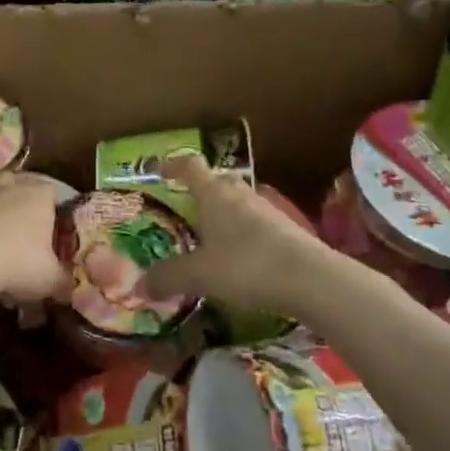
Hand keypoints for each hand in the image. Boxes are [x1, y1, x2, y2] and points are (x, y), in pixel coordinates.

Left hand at [0, 171, 69, 303]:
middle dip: (19, 202)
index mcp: (39, 195)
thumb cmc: (17, 263)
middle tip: (20, 230)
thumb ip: (63, 281)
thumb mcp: (50, 280)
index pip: (52, 192)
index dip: (52, 209)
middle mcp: (9, 185)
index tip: (50, 229)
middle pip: (18, 184)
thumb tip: (70, 288)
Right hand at [141, 155, 336, 313]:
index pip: (190, 166)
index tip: (159, 169)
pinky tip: (239, 257)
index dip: (173, 165)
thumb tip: (140, 285)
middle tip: (185, 207)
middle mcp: (239, 194)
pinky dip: (242, 232)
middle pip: (217, 181)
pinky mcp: (286, 229)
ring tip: (210, 236)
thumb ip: (168, 277)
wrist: (310, 278)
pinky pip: (255, 222)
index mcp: (214, 194)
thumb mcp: (199, 275)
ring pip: (238, 202)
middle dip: (200, 190)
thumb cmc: (245, 265)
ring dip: (223, 212)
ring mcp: (266, 210)